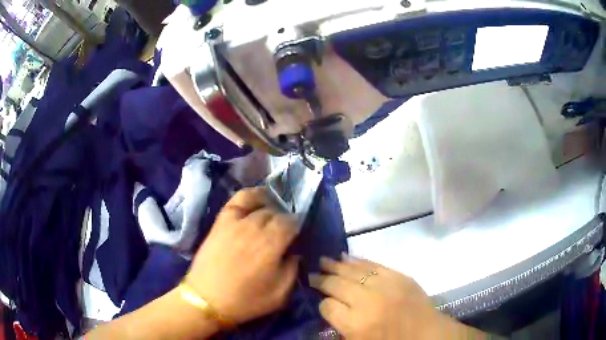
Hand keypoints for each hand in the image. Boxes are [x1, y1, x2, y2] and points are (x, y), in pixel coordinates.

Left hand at [187, 187, 299, 323]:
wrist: (207, 299)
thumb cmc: (246, 300)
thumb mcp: (280, 294)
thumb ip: (293, 270)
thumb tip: (295, 252)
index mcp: (271, 244)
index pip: (291, 223)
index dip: (297, 229)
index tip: (296, 239)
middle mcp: (254, 227)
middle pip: (277, 214)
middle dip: (284, 222)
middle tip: (284, 236)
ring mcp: (236, 221)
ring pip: (261, 206)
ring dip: (271, 211)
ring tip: (272, 220)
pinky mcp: (222, 221)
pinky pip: (239, 199)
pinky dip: (251, 195)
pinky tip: (258, 199)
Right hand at [310, 256, 480, 339]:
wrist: (427, 335)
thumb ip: (341, 326)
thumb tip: (328, 306)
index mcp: (355, 324)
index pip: (327, 306)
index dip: (322, 303)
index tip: (321, 301)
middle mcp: (367, 301)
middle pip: (336, 284)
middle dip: (322, 279)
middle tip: (312, 273)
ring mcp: (384, 286)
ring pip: (352, 271)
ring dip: (336, 265)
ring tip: (324, 260)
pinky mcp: (399, 276)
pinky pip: (373, 264)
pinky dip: (358, 260)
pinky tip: (346, 257)